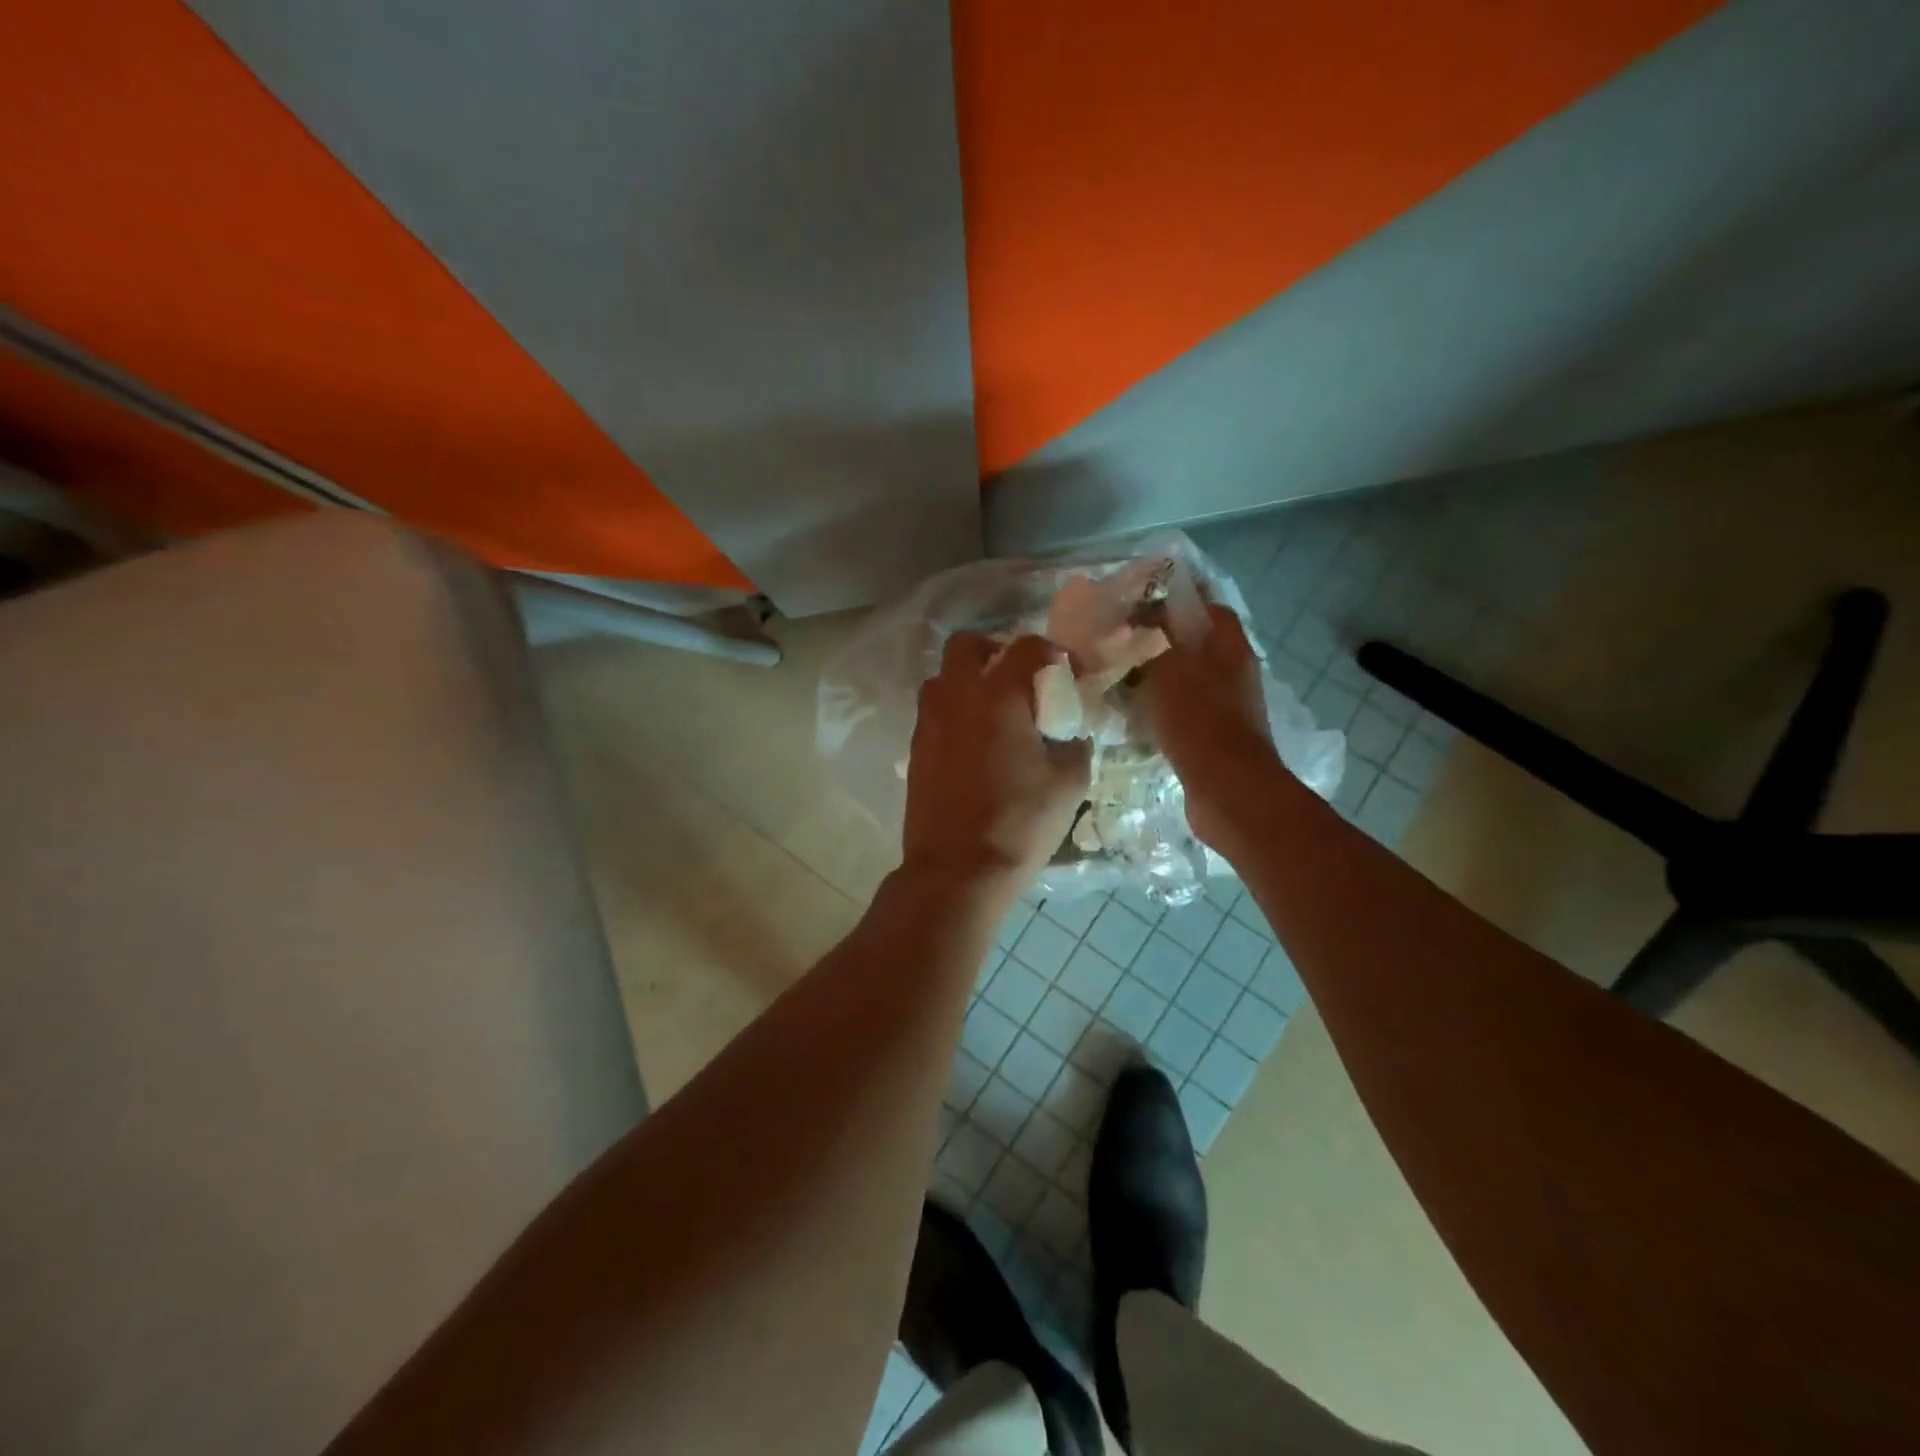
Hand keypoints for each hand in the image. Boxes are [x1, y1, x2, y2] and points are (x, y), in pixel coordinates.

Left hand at [903, 634, 1092, 890]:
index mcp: (999, 696)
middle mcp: (956, 697)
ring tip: (992, 711)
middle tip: (1016, 677)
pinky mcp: (915, 750)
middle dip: (993, 650)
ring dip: (967, 681)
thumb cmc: (1019, 823)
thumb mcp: (1068, 784)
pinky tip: (973, 744)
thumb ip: (1075, 745)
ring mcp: (929, 722)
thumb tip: (1071, 734)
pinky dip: (953, 713)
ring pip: (941, 678)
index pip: (1026, 646)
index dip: (1052, 652)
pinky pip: (933, 713)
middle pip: (965, 645)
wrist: (957, 870)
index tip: (1067, 672)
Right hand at [1137, 605, 1282, 847]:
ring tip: (1116, 680)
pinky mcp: (1213, 737)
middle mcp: (1233, 672)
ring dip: (1154, 680)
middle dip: (1157, 644)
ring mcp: (1226, 707)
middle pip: (1193, 645)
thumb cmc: (1199, 719)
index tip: (1138, 608)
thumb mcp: (1167, 667)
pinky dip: (1158, 712)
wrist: (1227, 789)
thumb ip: (1149, 640)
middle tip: (1118, 646)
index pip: (1207, 608)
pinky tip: (1129, 717)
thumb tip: (1135, 623)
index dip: (1175, 603)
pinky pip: (1181, 713)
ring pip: (1184, 681)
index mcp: (1229, 646)